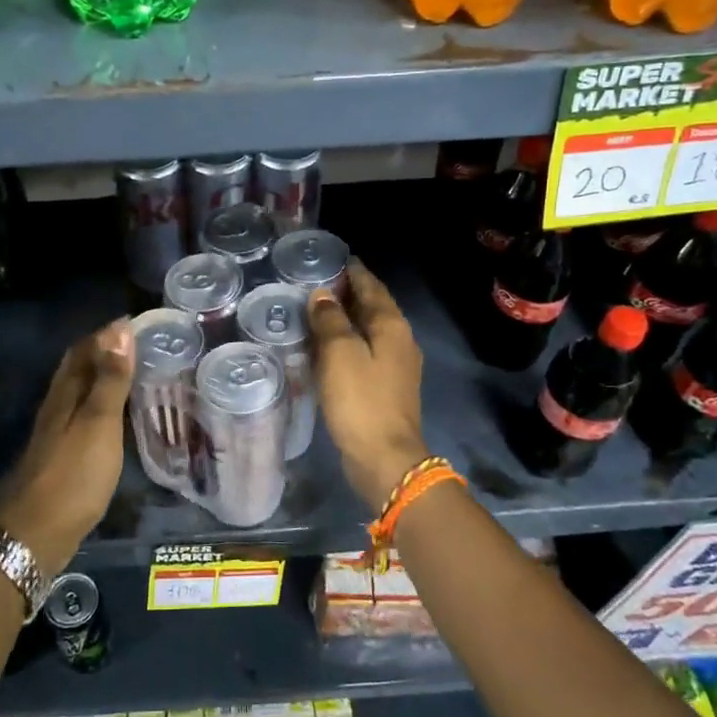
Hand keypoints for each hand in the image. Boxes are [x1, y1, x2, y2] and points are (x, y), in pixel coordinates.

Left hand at [0, 318, 134, 576]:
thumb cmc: (73, 475)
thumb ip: (111, 380)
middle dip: (103, 351)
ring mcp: (56, 433)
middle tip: (138, 345)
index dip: (107, 334)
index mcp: (65, 394)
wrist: (36, 534)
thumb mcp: (99, 424)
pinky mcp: (62, 456)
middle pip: (77, 369)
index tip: (136, 322)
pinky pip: (83, 416)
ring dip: (102, 377)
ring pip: (79, 393)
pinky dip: (101, 405)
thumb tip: (120, 330)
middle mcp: (57, 407)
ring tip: (133, 374)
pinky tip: (115, 417)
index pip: (83, 349)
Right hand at [306, 261, 429, 507]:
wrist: (385, 458)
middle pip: (373, 306)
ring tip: (317, 311)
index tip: (331, 258)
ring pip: (369, 330)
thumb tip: (323, 295)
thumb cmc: (360, 400)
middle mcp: (400, 340)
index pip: (371, 286)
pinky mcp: (387, 387)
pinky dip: (348, 342)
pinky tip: (327, 347)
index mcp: (391, 325)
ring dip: (347, 318)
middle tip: (316, 282)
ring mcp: (397, 365)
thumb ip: (330, 320)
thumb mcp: (339, 354)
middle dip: (348, 292)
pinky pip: (365, 352)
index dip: (352, 271)